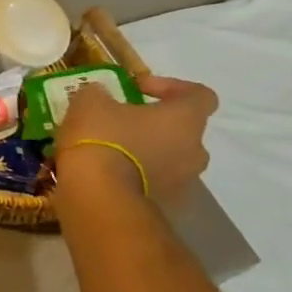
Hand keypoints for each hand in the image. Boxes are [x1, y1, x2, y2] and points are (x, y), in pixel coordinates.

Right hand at [54, 75, 217, 203]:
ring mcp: (183, 181)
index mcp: (185, 119)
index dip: (172, 87)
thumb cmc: (102, 137)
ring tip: (111, 150)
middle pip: (184, 130)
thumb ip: (101, 93)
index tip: (138, 89)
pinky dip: (137, 175)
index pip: (200, 95)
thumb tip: (102, 96)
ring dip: (147, 151)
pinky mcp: (166, 205)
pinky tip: (107, 173)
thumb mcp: (90, 101)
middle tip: (121, 122)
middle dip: (155, 124)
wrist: (98, 195)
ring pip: (169, 158)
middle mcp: (195, 150)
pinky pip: (155, 182)